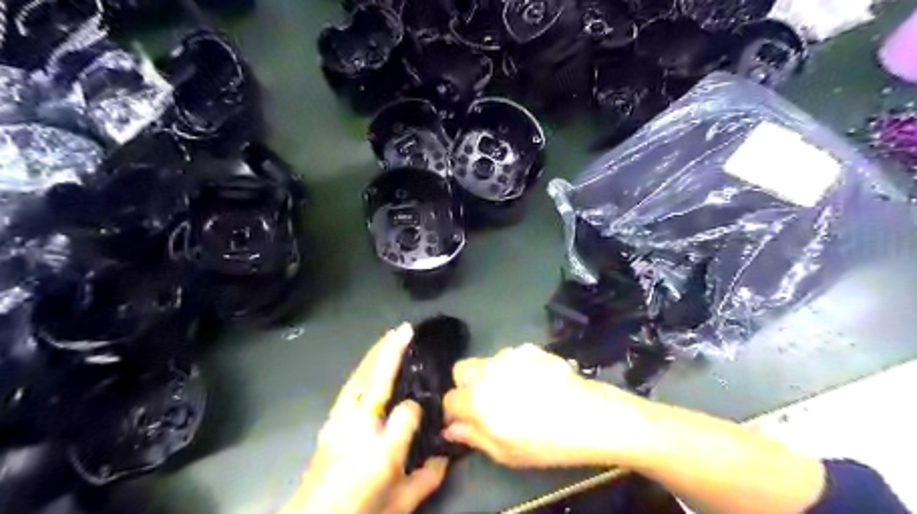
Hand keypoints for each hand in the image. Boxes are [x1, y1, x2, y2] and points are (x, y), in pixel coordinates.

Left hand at [283, 326, 448, 513]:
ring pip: (358, 377)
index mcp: (379, 446)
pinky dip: (361, 371)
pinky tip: (367, 367)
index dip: (418, 410)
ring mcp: (338, 420)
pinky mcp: (328, 423)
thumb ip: (427, 478)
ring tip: (388, 337)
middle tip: (404, 328)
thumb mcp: (400, 503)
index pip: (407, 412)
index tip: (423, 417)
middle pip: (374, 377)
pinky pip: (348, 388)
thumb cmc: (359, 511)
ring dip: (374, 354)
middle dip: (389, 349)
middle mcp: (356, 424)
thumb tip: (444, 455)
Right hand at [441, 344, 643, 468]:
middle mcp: (487, 370)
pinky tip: (536, 382)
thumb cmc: (545, 442)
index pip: (449, 399)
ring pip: (488, 362)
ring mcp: (509, 355)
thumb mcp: (505, 452)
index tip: (466, 421)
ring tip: (518, 392)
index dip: (455, 412)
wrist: (589, 416)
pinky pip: (512, 357)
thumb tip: (451, 429)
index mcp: (476, 398)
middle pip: (462, 370)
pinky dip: (516, 368)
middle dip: (466, 385)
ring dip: (493, 375)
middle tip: (487, 403)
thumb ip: (473, 436)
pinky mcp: (530, 348)